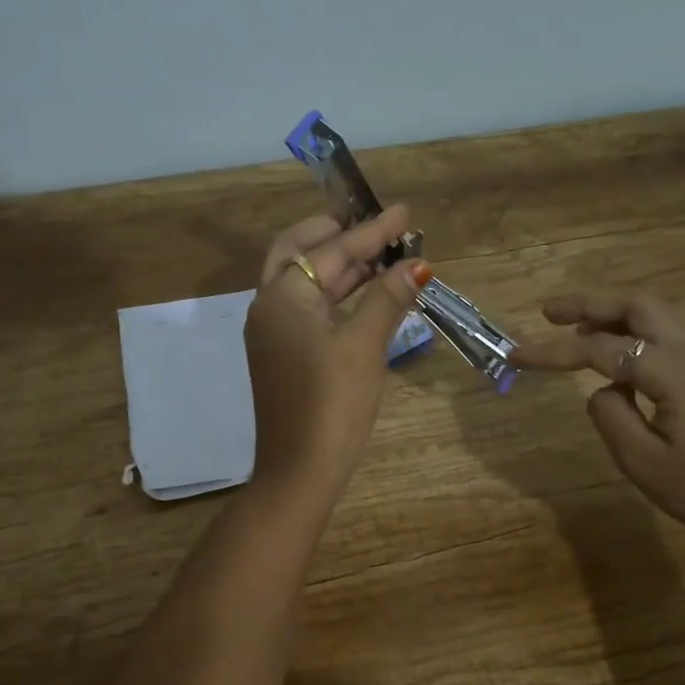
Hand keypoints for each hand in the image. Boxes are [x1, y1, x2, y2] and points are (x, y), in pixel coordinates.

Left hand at [244, 206, 432, 508]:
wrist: (300, 470)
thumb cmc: (332, 405)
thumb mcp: (364, 348)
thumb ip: (387, 300)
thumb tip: (415, 265)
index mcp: (283, 297)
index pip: (332, 251)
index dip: (372, 232)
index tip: (404, 214)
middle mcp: (269, 307)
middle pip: (301, 253)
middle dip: (338, 235)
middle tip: (377, 225)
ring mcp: (272, 333)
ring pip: (304, 282)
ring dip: (339, 266)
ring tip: (382, 255)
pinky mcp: (282, 355)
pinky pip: (307, 308)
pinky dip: (334, 294)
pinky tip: (364, 294)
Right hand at [512, 289, 684, 577]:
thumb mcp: (644, 463)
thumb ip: (610, 417)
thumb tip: (603, 391)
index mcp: (672, 369)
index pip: (599, 349)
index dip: (553, 351)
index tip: (516, 354)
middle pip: (636, 304)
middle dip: (589, 302)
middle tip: (549, 311)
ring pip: (660, 311)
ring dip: (617, 311)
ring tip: (581, 326)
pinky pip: (676, 329)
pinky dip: (642, 326)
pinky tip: (627, 352)